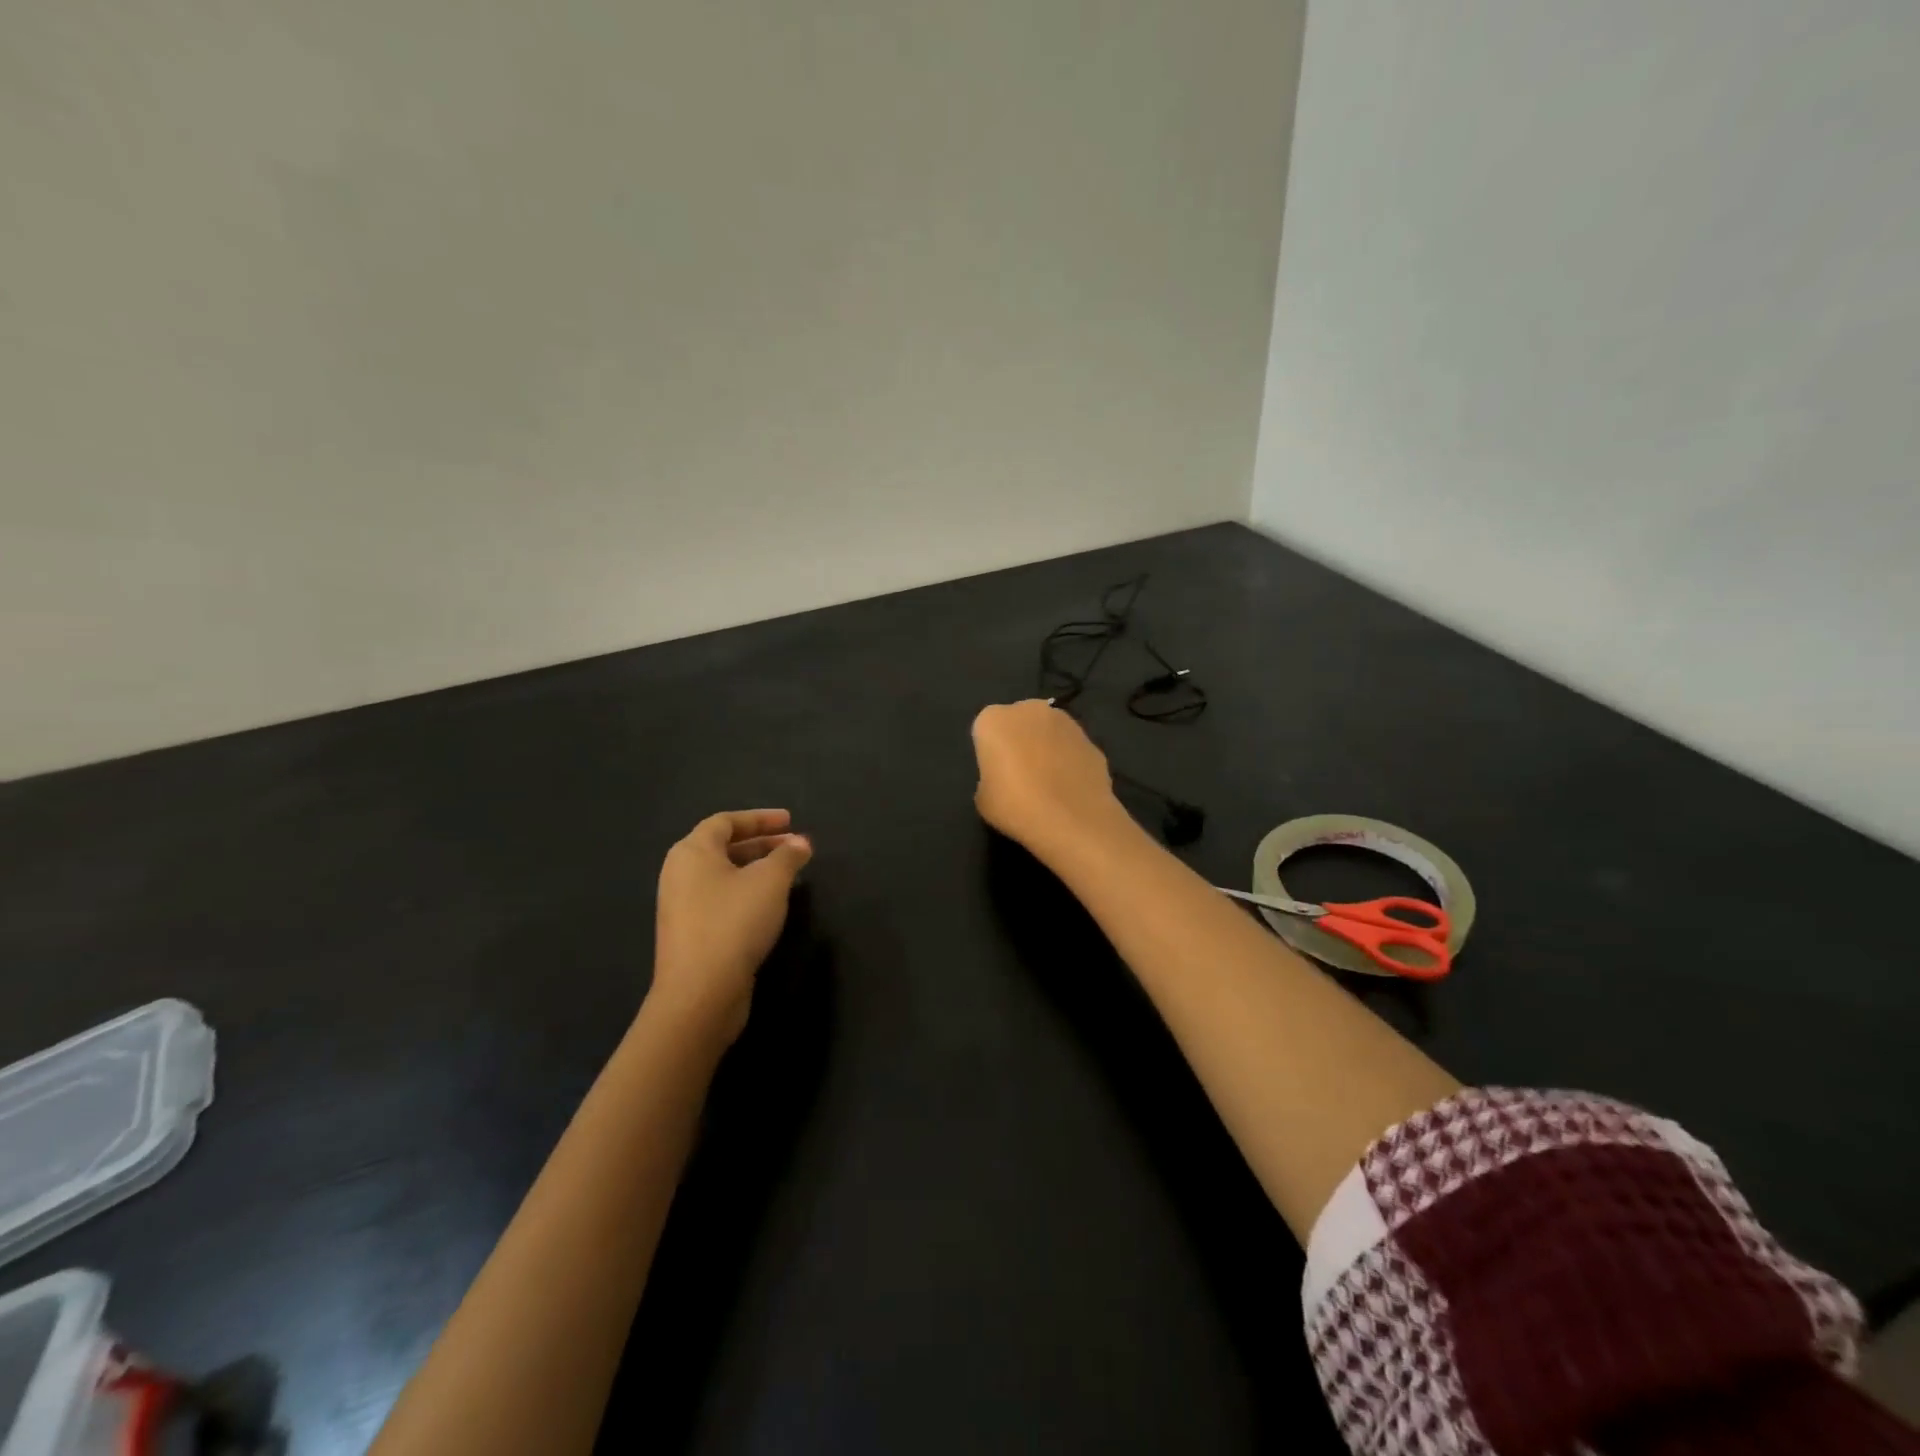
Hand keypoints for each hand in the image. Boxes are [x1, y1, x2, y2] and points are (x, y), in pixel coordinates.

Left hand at [651, 809, 811, 1044]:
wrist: (700, 993)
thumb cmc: (734, 922)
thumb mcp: (770, 881)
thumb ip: (788, 856)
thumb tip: (801, 843)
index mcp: (692, 852)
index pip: (725, 822)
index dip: (760, 818)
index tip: (790, 821)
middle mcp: (680, 874)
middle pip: (723, 847)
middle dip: (762, 844)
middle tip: (794, 846)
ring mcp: (682, 906)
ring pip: (724, 875)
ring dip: (756, 869)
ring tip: (788, 874)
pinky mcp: (690, 933)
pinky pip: (721, 899)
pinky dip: (747, 892)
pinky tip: (770, 905)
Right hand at [971, 700, 1132, 861]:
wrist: (1072, 821)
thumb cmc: (1016, 807)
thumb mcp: (984, 798)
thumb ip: (990, 777)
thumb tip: (1004, 777)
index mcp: (994, 720)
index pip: (986, 730)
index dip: (990, 753)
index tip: (996, 775)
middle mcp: (1029, 710)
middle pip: (1019, 722)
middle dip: (1019, 741)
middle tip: (1020, 775)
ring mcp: (1065, 721)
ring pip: (1048, 731)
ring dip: (1046, 747)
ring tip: (1048, 784)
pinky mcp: (1091, 739)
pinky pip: (1071, 748)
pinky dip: (1069, 761)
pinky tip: (1069, 788)